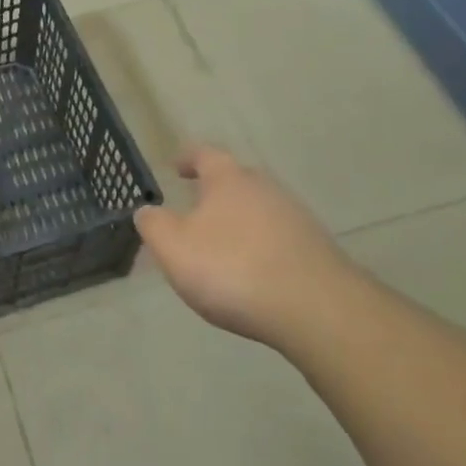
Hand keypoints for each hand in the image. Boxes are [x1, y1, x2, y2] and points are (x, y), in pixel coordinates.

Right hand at [133, 145, 350, 346]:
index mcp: (228, 180)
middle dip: (215, 192)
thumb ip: (153, 225)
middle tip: (195, 209)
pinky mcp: (317, 251)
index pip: (205, 154)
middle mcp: (265, 189)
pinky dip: (261, 248)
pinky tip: (252, 274)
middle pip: (236, 181)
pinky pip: (279, 239)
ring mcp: (297, 219)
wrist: (317, 311)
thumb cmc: (233, 269)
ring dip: (239, 222)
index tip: (176, 166)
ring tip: (221, 247)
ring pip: (259, 210)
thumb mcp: (173, 248)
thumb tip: (147, 211)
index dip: (188, 158)